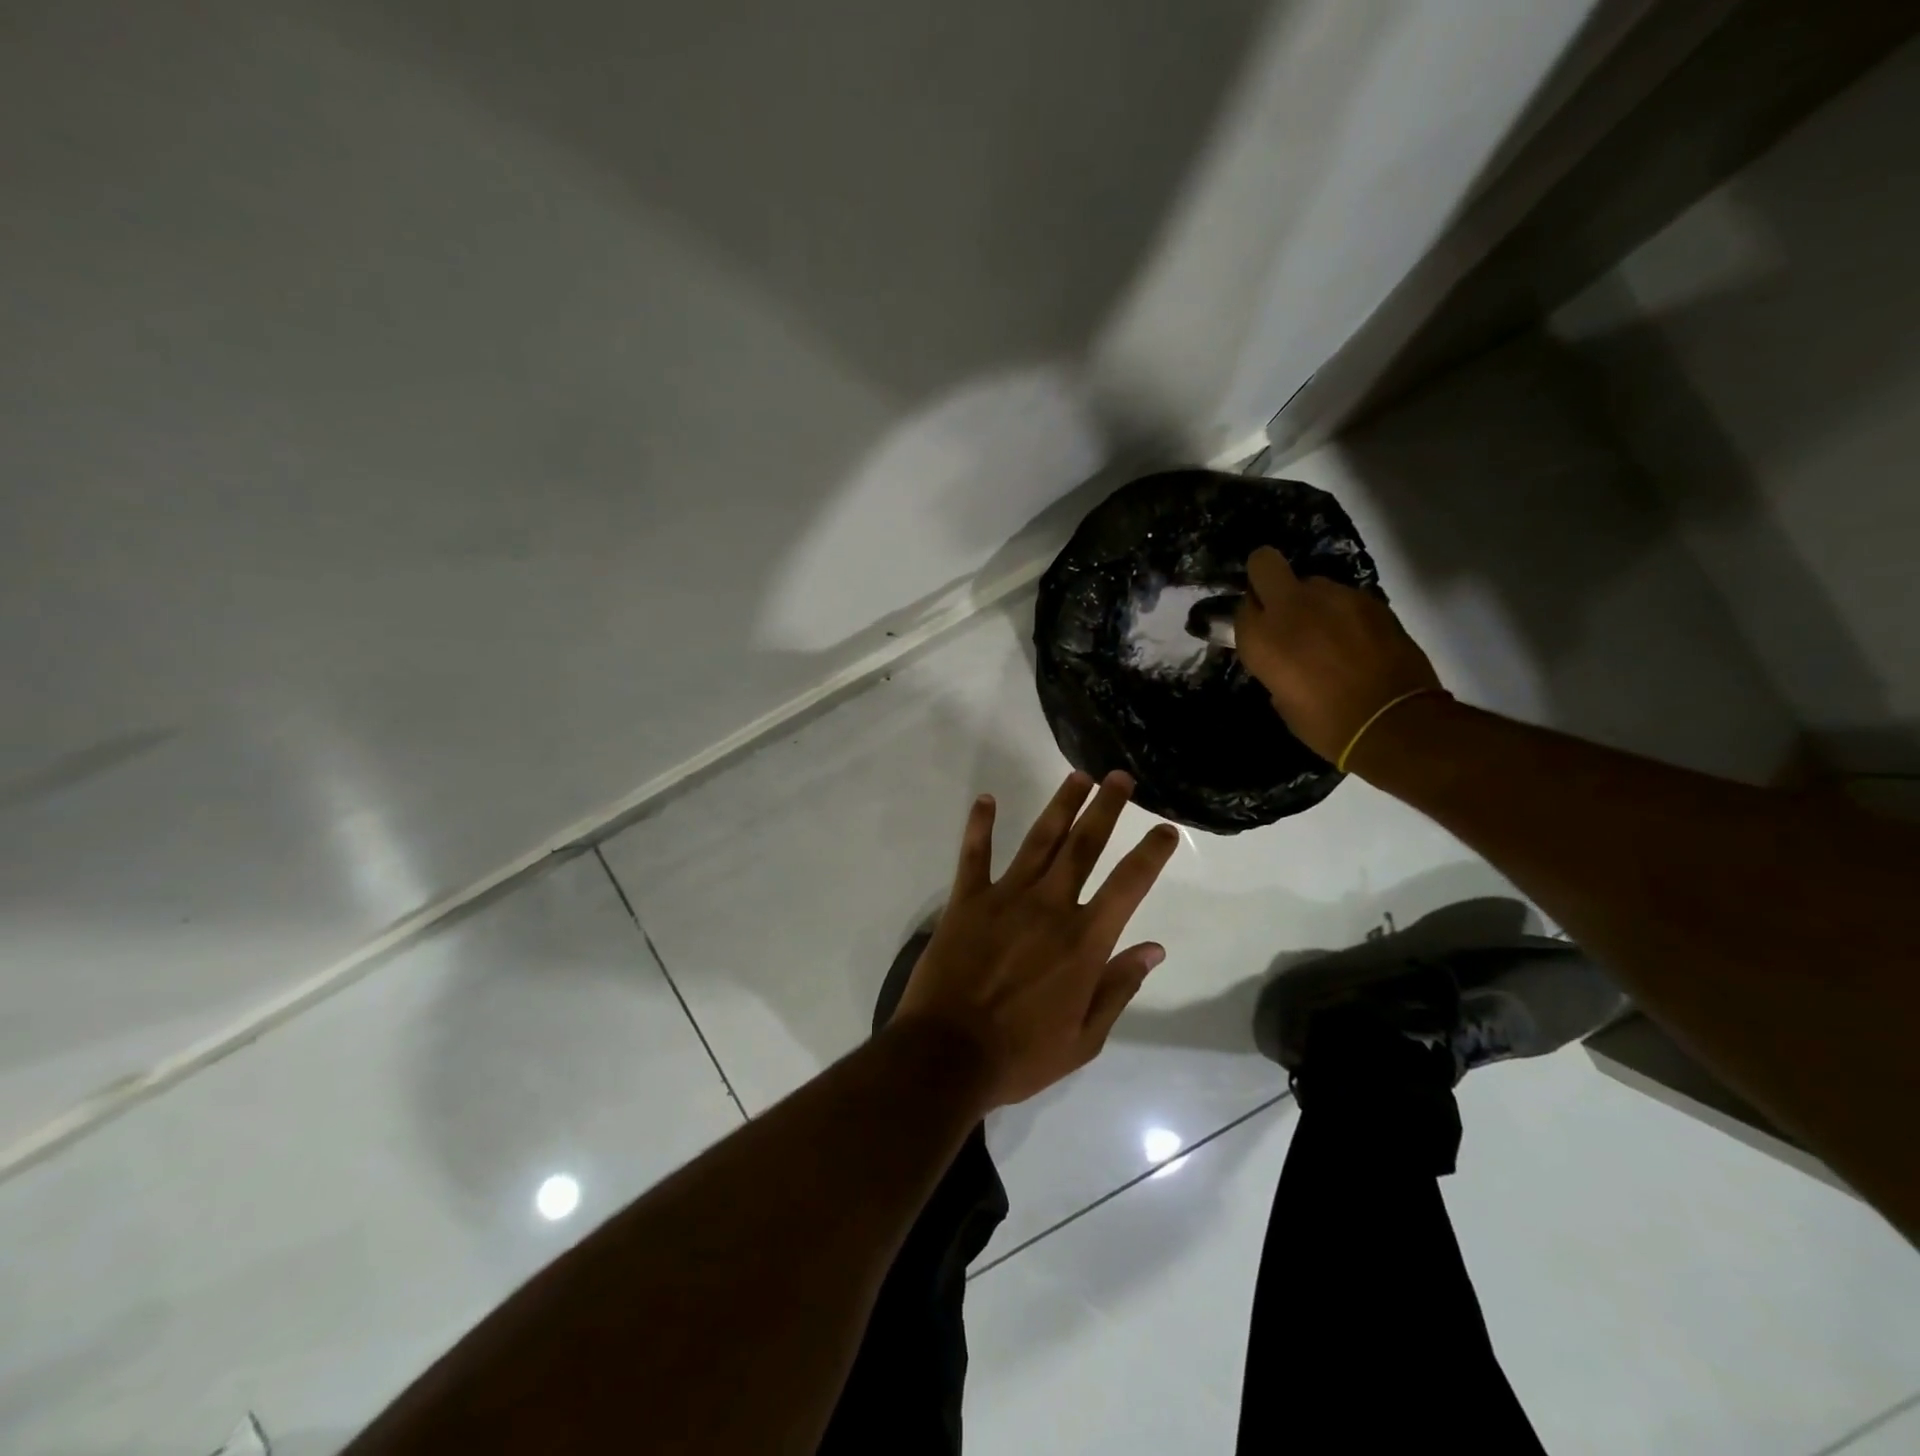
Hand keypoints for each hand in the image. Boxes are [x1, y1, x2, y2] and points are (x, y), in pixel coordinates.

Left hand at [895, 771, 1180, 1108]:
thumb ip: (1118, 987)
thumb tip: (1154, 949)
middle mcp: (1049, 907)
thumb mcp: (1084, 1038)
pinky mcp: (966, 901)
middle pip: (1084, 846)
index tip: (1166, 829)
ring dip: (1060, 805)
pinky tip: (987, 800)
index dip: (1151, 854)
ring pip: (1039, 840)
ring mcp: (1005, 898)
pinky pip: (974, 855)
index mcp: (1083, 941)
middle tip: (1119, 777)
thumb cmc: (1021, 1055)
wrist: (947, 1056)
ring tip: (1077, 776)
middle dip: (1106, 808)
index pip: (1129, 886)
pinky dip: (980, 826)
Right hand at [1232, 545, 1443, 764]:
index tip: (1261, 633)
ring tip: (1328, 634)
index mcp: (1261, 637)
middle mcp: (1290, 607)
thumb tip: (1283, 656)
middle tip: (1280, 606)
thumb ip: (1275, 664)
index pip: (1242, 607)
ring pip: (1310, 583)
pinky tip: (1356, 641)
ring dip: (1312, 602)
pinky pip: (1344, 598)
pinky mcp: (1369, 599)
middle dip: (1266, 578)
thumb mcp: (1282, 698)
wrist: (1392, 722)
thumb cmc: (1325, 724)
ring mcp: (1333, 597)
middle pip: (1264, 564)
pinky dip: (1344, 613)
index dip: (1252, 618)